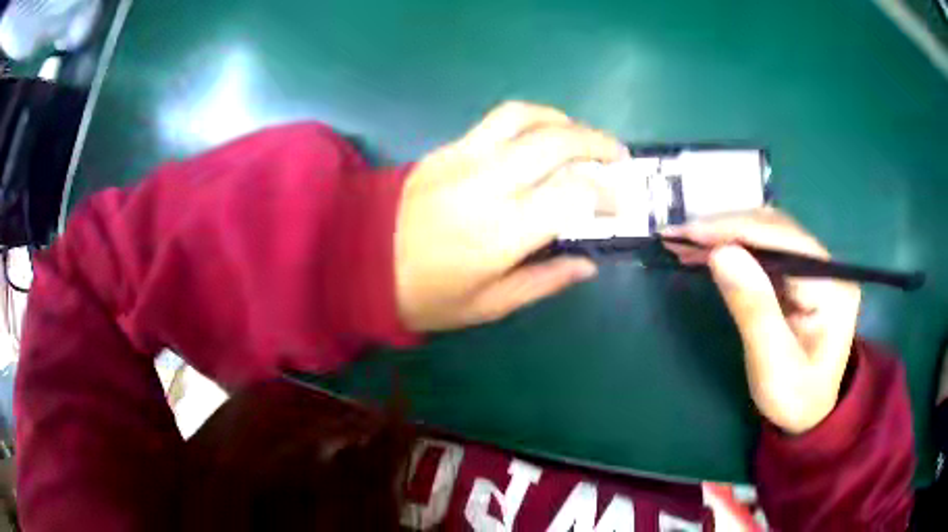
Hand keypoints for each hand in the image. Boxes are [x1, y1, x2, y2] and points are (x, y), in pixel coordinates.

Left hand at [395, 101, 627, 330]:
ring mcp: (465, 157)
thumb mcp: (488, 305)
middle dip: (598, 144)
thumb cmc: (424, 294)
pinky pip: (498, 119)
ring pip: (526, 117)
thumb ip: (544, 281)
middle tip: (618, 158)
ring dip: (565, 121)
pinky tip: (543, 135)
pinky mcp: (448, 148)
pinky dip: (533, 119)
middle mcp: (488, 183)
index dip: (607, 193)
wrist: (358, 260)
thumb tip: (588, 263)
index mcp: (501, 231)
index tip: (620, 203)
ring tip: (583, 138)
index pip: (573, 192)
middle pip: (557, 142)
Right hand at [663, 208, 861, 433]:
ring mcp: (814, 267)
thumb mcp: (773, 366)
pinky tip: (707, 251)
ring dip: (725, 235)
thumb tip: (721, 253)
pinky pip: (763, 249)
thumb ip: (754, 309)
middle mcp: (826, 265)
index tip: (690, 233)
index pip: (783, 240)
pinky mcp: (799, 274)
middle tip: (678, 237)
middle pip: (774, 228)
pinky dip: (732, 247)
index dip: (736, 230)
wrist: (808, 414)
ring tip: (684, 243)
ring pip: (766, 233)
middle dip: (725, 229)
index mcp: (832, 286)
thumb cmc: (794, 398)